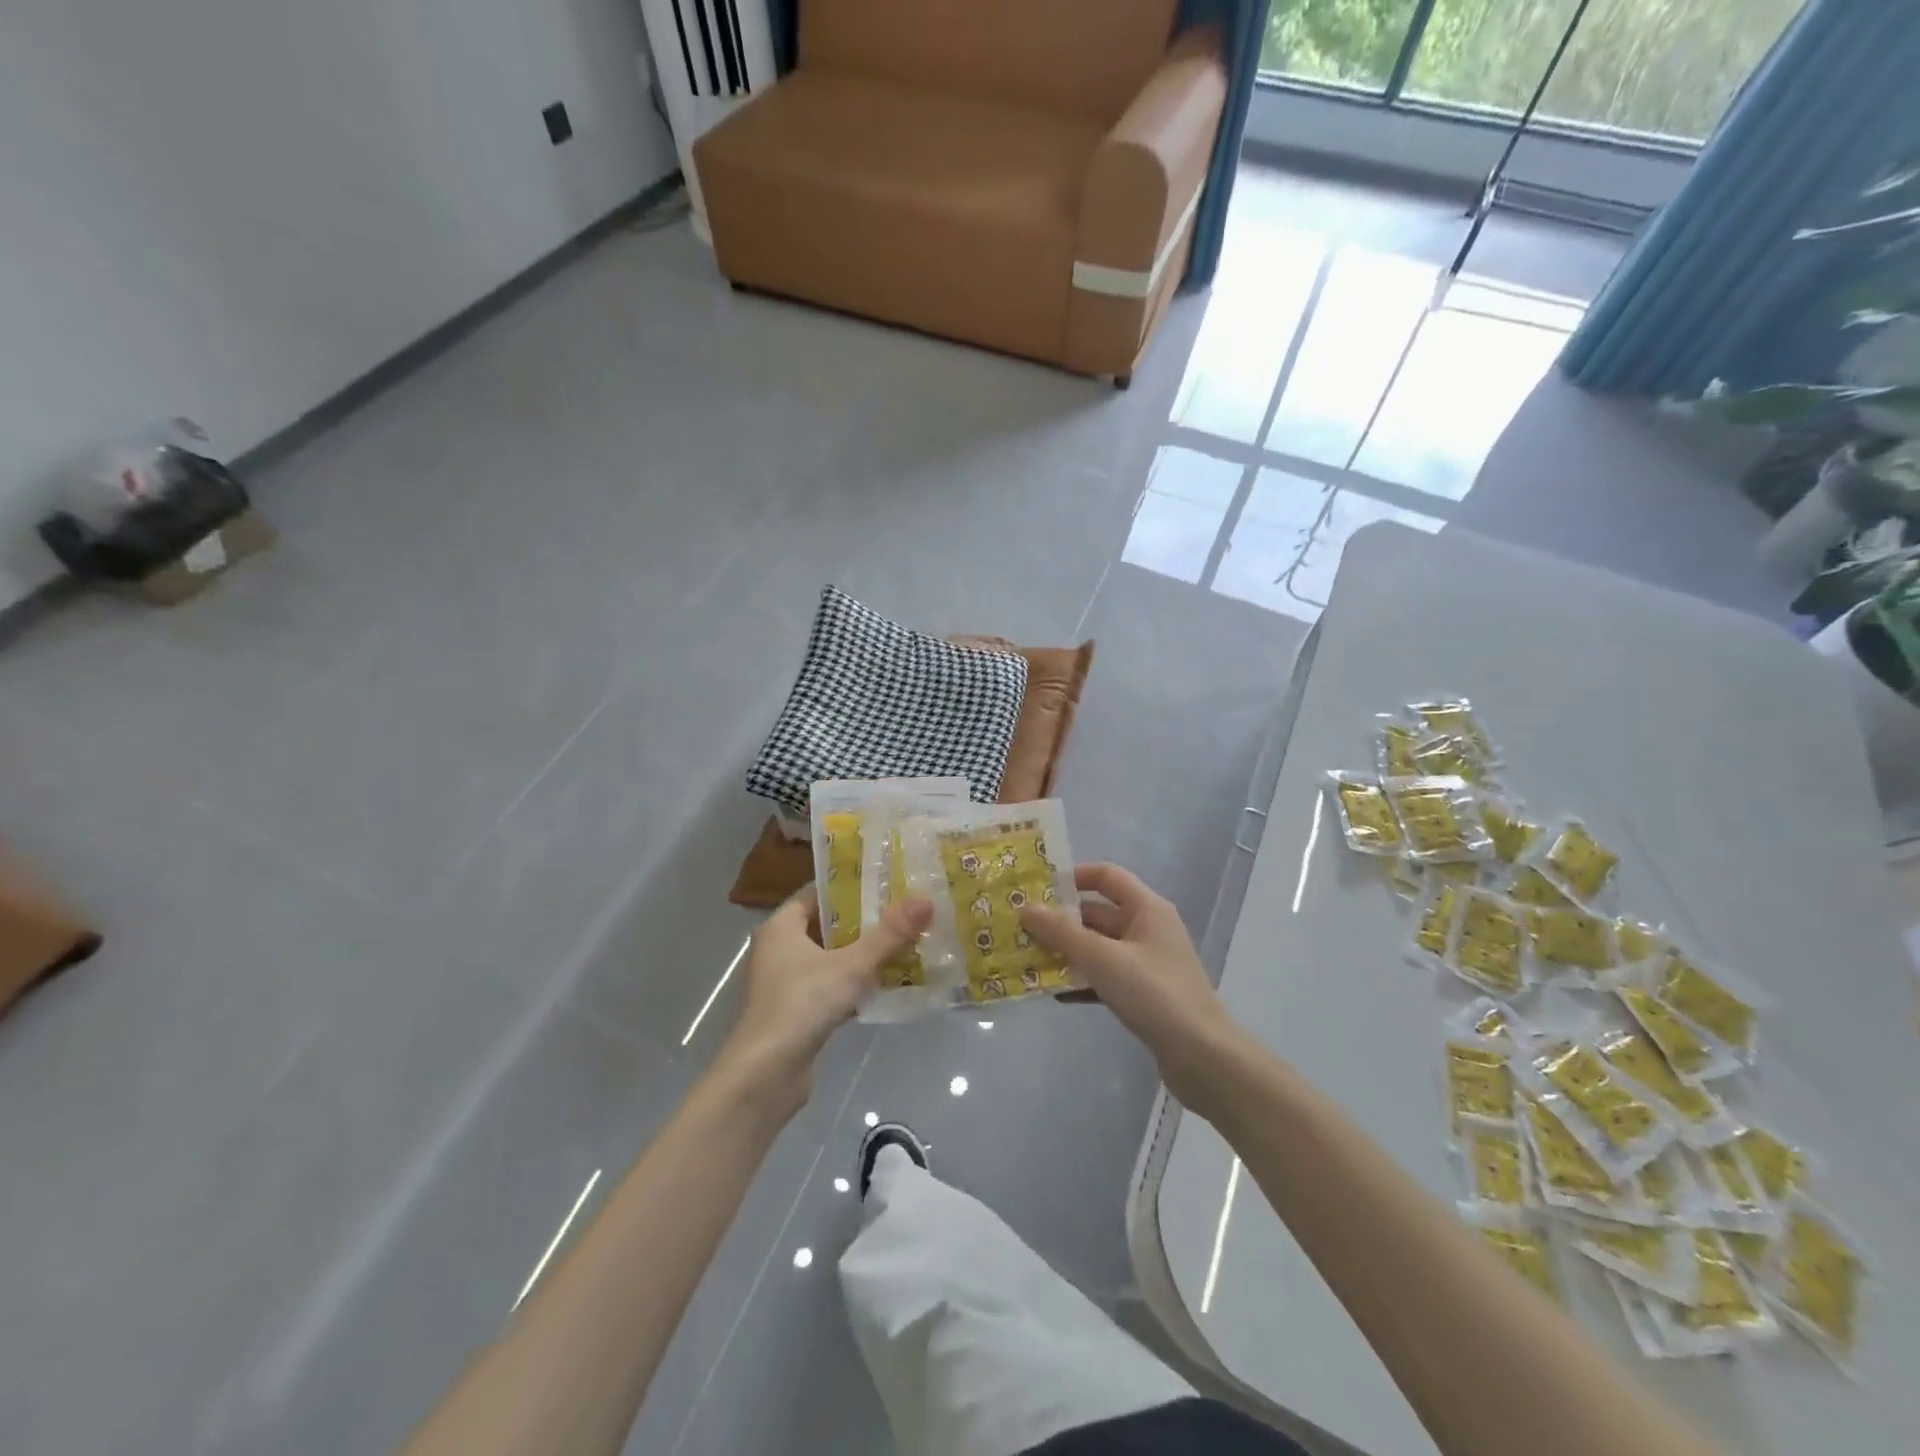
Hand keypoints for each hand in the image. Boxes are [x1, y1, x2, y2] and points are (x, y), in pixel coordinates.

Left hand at [715, 887, 931, 1113]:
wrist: (765, 1076)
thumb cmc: (802, 1005)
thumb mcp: (851, 965)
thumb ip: (889, 935)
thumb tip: (926, 900)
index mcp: (780, 927)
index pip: (816, 894)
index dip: (849, 887)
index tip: (884, 883)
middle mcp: (778, 950)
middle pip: (825, 926)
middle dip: (863, 921)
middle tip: (902, 912)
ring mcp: (785, 984)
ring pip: (829, 959)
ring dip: (861, 954)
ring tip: (903, 944)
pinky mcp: (796, 1013)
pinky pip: (830, 987)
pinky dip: (854, 984)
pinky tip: (886, 985)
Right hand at [1021, 863, 1242, 1111]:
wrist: (1203, 1058)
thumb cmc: (1154, 995)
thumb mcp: (1103, 959)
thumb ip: (1062, 933)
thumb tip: (1025, 907)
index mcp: (1147, 909)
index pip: (1106, 876)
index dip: (1073, 877)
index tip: (1037, 888)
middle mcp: (1149, 929)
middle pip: (1098, 913)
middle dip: (1061, 920)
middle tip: (1021, 927)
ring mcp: (1148, 963)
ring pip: (1099, 947)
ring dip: (1067, 952)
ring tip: (1028, 958)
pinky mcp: (1145, 994)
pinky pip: (1106, 977)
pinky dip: (1082, 981)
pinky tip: (1055, 993)